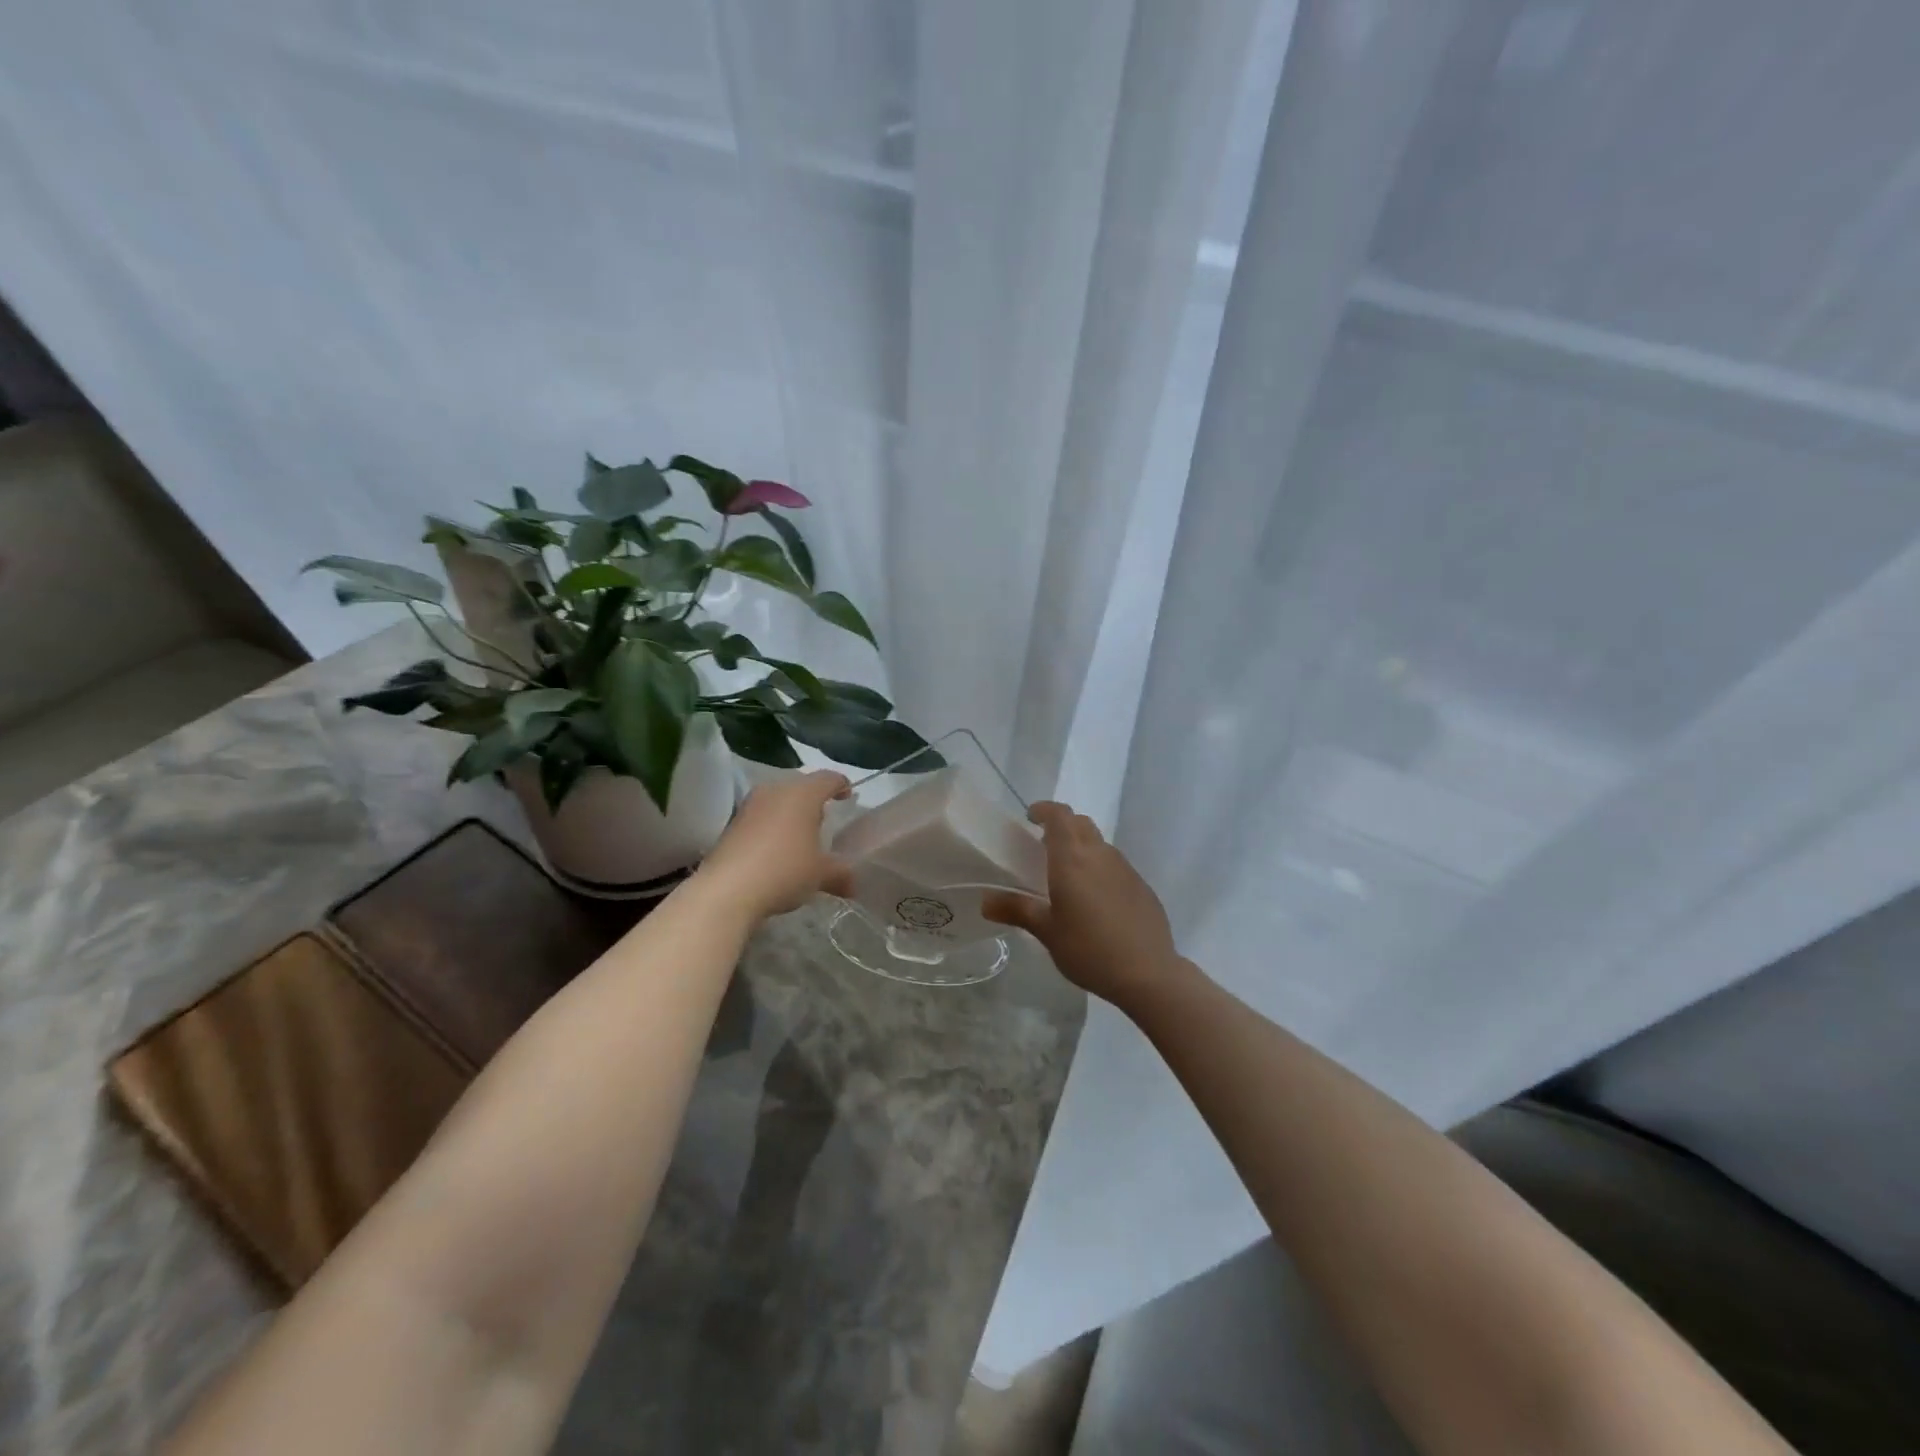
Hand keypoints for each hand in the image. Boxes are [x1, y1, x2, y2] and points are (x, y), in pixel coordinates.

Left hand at [696, 770, 853, 920]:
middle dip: (814, 800)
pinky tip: (776, 850)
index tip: (848, 798)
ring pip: (778, 800)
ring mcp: (750, 806)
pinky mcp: (732, 824)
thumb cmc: (784, 870)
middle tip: (825, 820)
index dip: (841, 785)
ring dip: (790, 813)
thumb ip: (841, 874)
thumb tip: (853, 885)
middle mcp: (775, 791)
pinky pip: (761, 817)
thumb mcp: (820, 875)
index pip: (828, 778)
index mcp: (802, 794)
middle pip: (801, 786)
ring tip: (800, 837)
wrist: (727, 890)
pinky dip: (772, 826)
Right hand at [982, 802, 1183, 1009]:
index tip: (1031, 817)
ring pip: (1100, 844)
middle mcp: (1101, 854)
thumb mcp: (1047, 931)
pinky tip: (1096, 900)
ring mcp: (1126, 868)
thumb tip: (985, 901)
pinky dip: (1100, 868)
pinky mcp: (1142, 886)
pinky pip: (1116, 865)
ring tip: (1068, 874)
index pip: (1060, 816)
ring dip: (1082, 847)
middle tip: (1044, 844)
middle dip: (1062, 825)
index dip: (1045, 810)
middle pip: (1081, 824)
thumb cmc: (1089, 949)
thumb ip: (1017, 910)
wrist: (1147, 973)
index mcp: (1073, 859)